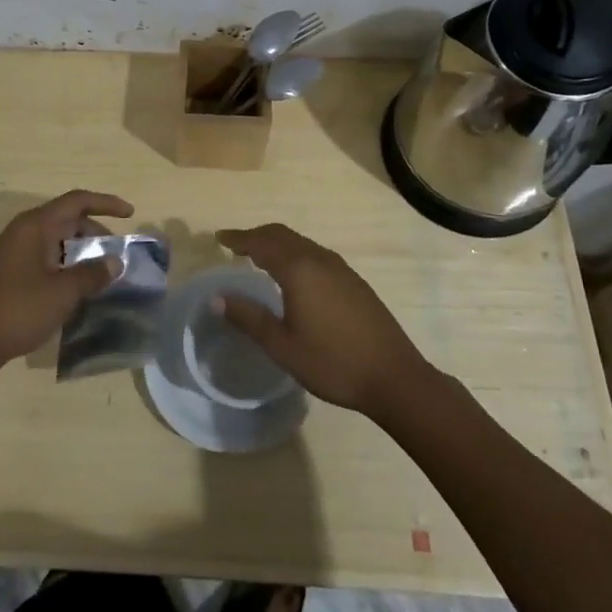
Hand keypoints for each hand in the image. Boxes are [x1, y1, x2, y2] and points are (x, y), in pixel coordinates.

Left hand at [0, 190, 134, 374]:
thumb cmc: (18, 310)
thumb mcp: (62, 293)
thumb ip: (92, 274)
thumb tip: (115, 262)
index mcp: (35, 226)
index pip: (76, 201)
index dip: (105, 203)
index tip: (130, 213)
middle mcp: (25, 232)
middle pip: (68, 219)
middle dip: (96, 232)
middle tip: (117, 255)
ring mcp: (16, 252)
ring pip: (58, 241)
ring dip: (82, 252)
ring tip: (103, 273)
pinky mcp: (12, 272)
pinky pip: (48, 258)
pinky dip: (67, 265)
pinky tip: (79, 288)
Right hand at [215, 223, 433, 416]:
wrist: (394, 377)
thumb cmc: (332, 362)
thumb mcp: (283, 346)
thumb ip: (249, 318)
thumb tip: (217, 298)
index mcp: (298, 270)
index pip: (261, 243)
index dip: (238, 239)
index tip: (219, 238)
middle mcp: (319, 259)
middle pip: (282, 235)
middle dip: (257, 236)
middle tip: (235, 245)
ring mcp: (340, 268)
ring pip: (301, 243)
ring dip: (277, 243)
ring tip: (259, 257)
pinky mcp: (354, 281)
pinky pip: (315, 254)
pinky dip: (295, 254)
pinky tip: (294, 276)